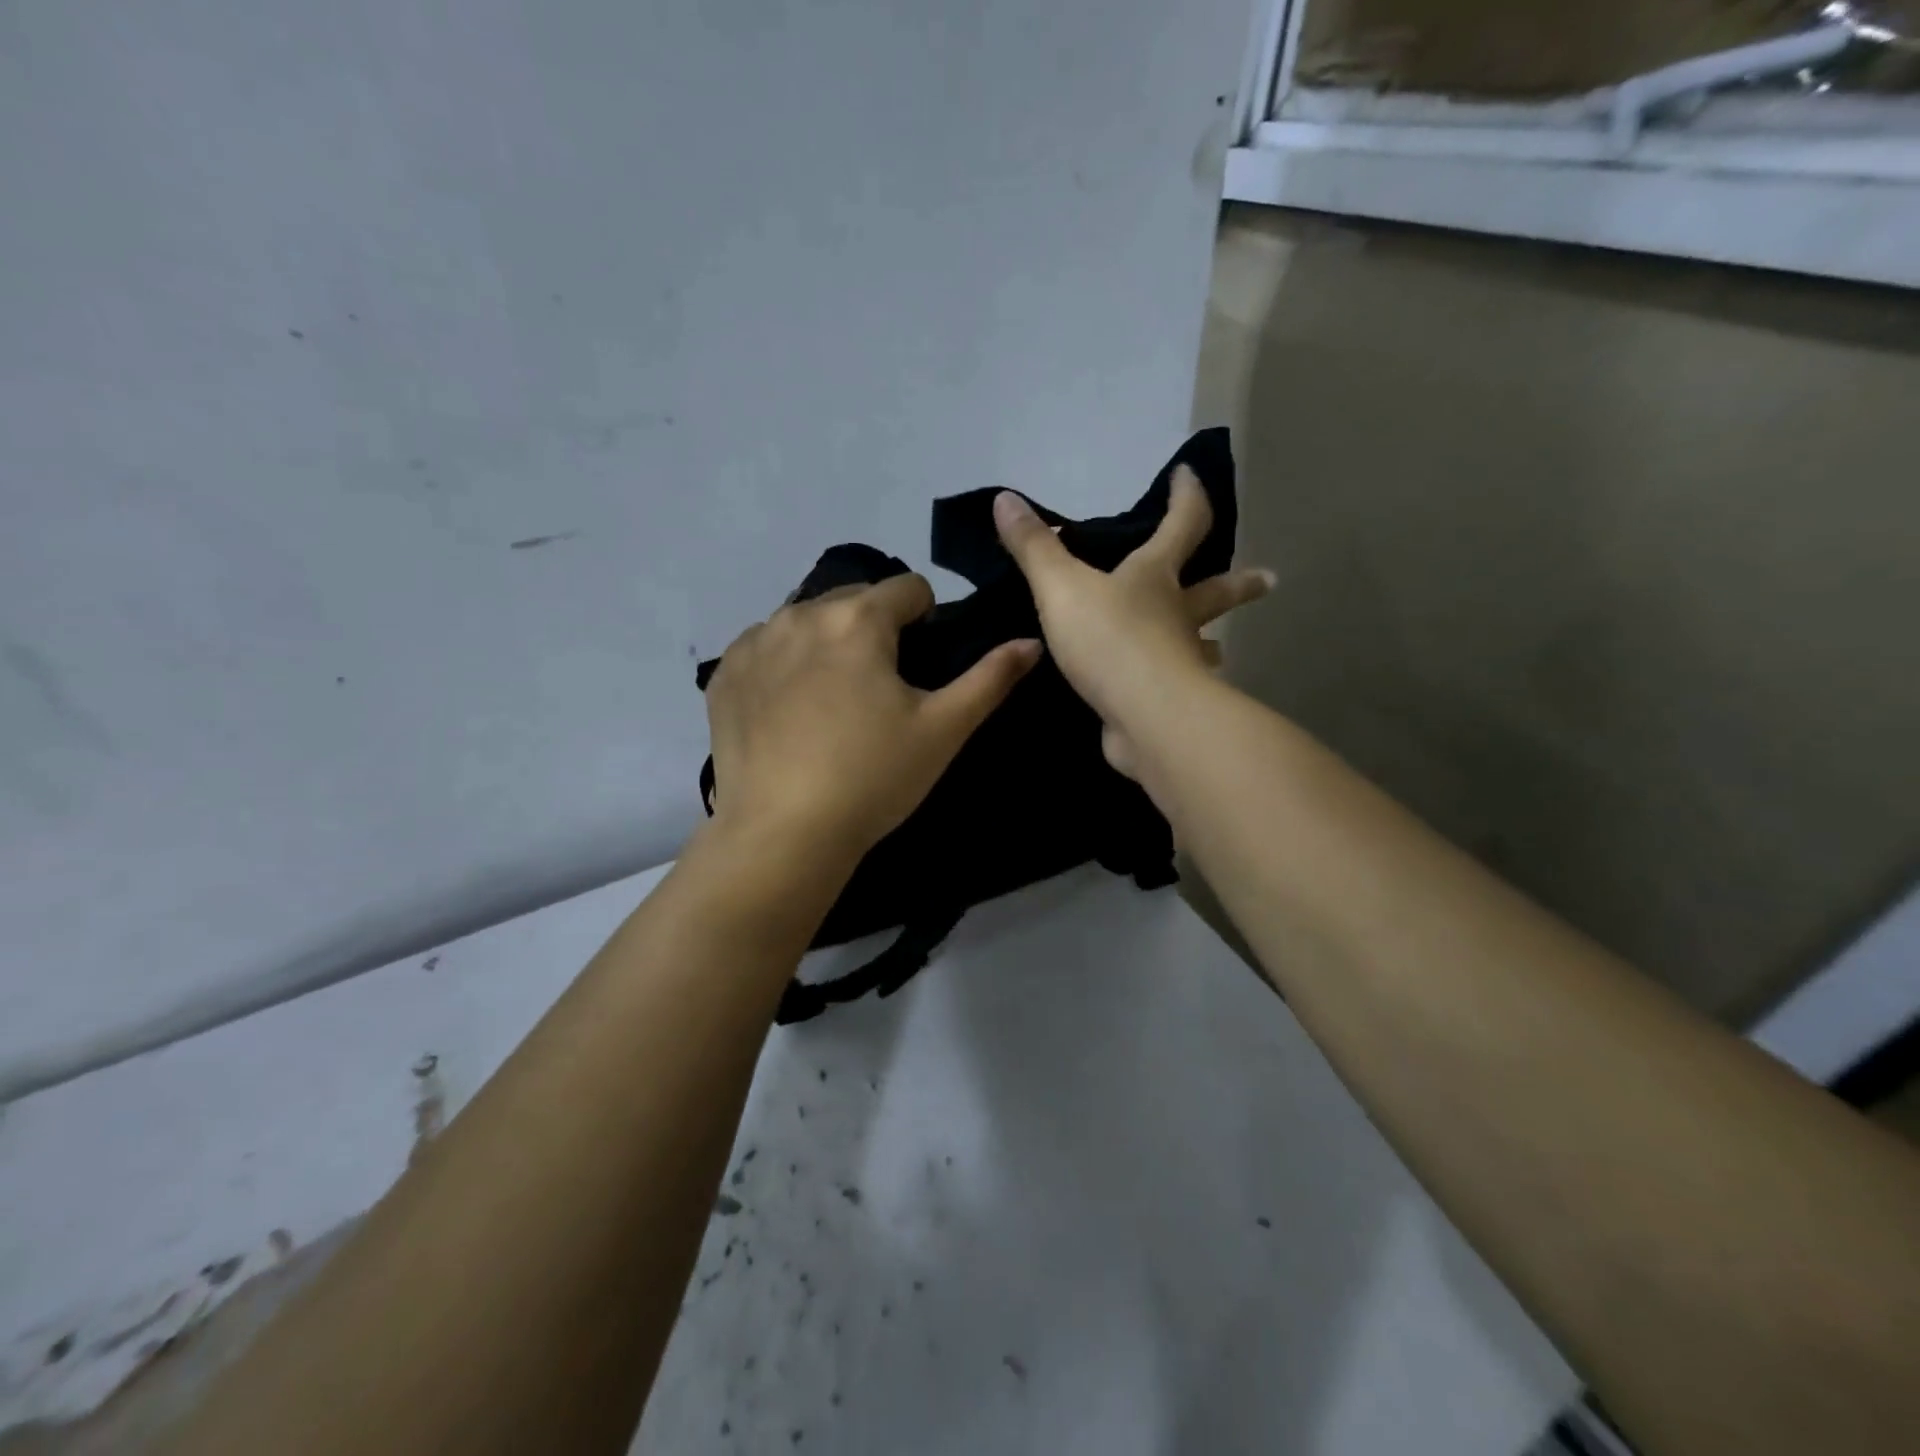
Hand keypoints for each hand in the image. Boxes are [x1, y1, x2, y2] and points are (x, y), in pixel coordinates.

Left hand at [704, 575, 1040, 858]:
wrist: (783, 834)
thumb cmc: (873, 778)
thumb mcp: (944, 730)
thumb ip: (991, 678)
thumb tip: (1030, 642)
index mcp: (859, 619)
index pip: (908, 588)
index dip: (926, 619)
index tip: (922, 664)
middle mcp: (801, 614)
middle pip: (854, 599)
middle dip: (874, 628)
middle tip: (880, 689)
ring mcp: (755, 642)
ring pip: (806, 620)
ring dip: (827, 641)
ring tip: (833, 700)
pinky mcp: (724, 674)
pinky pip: (763, 647)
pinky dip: (782, 663)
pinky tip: (789, 710)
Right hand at [993, 466, 1271, 778]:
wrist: (1144, 715)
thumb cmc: (1110, 639)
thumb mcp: (1061, 587)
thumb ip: (1034, 548)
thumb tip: (1004, 498)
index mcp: (1157, 577)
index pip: (1182, 524)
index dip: (1186, 496)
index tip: (1189, 475)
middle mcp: (1179, 616)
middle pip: (1216, 591)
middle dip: (1239, 583)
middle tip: (1269, 580)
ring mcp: (1182, 663)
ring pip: (1203, 646)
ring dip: (1211, 642)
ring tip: (1217, 646)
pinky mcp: (1171, 703)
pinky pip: (1176, 688)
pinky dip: (1177, 686)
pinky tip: (1164, 695)